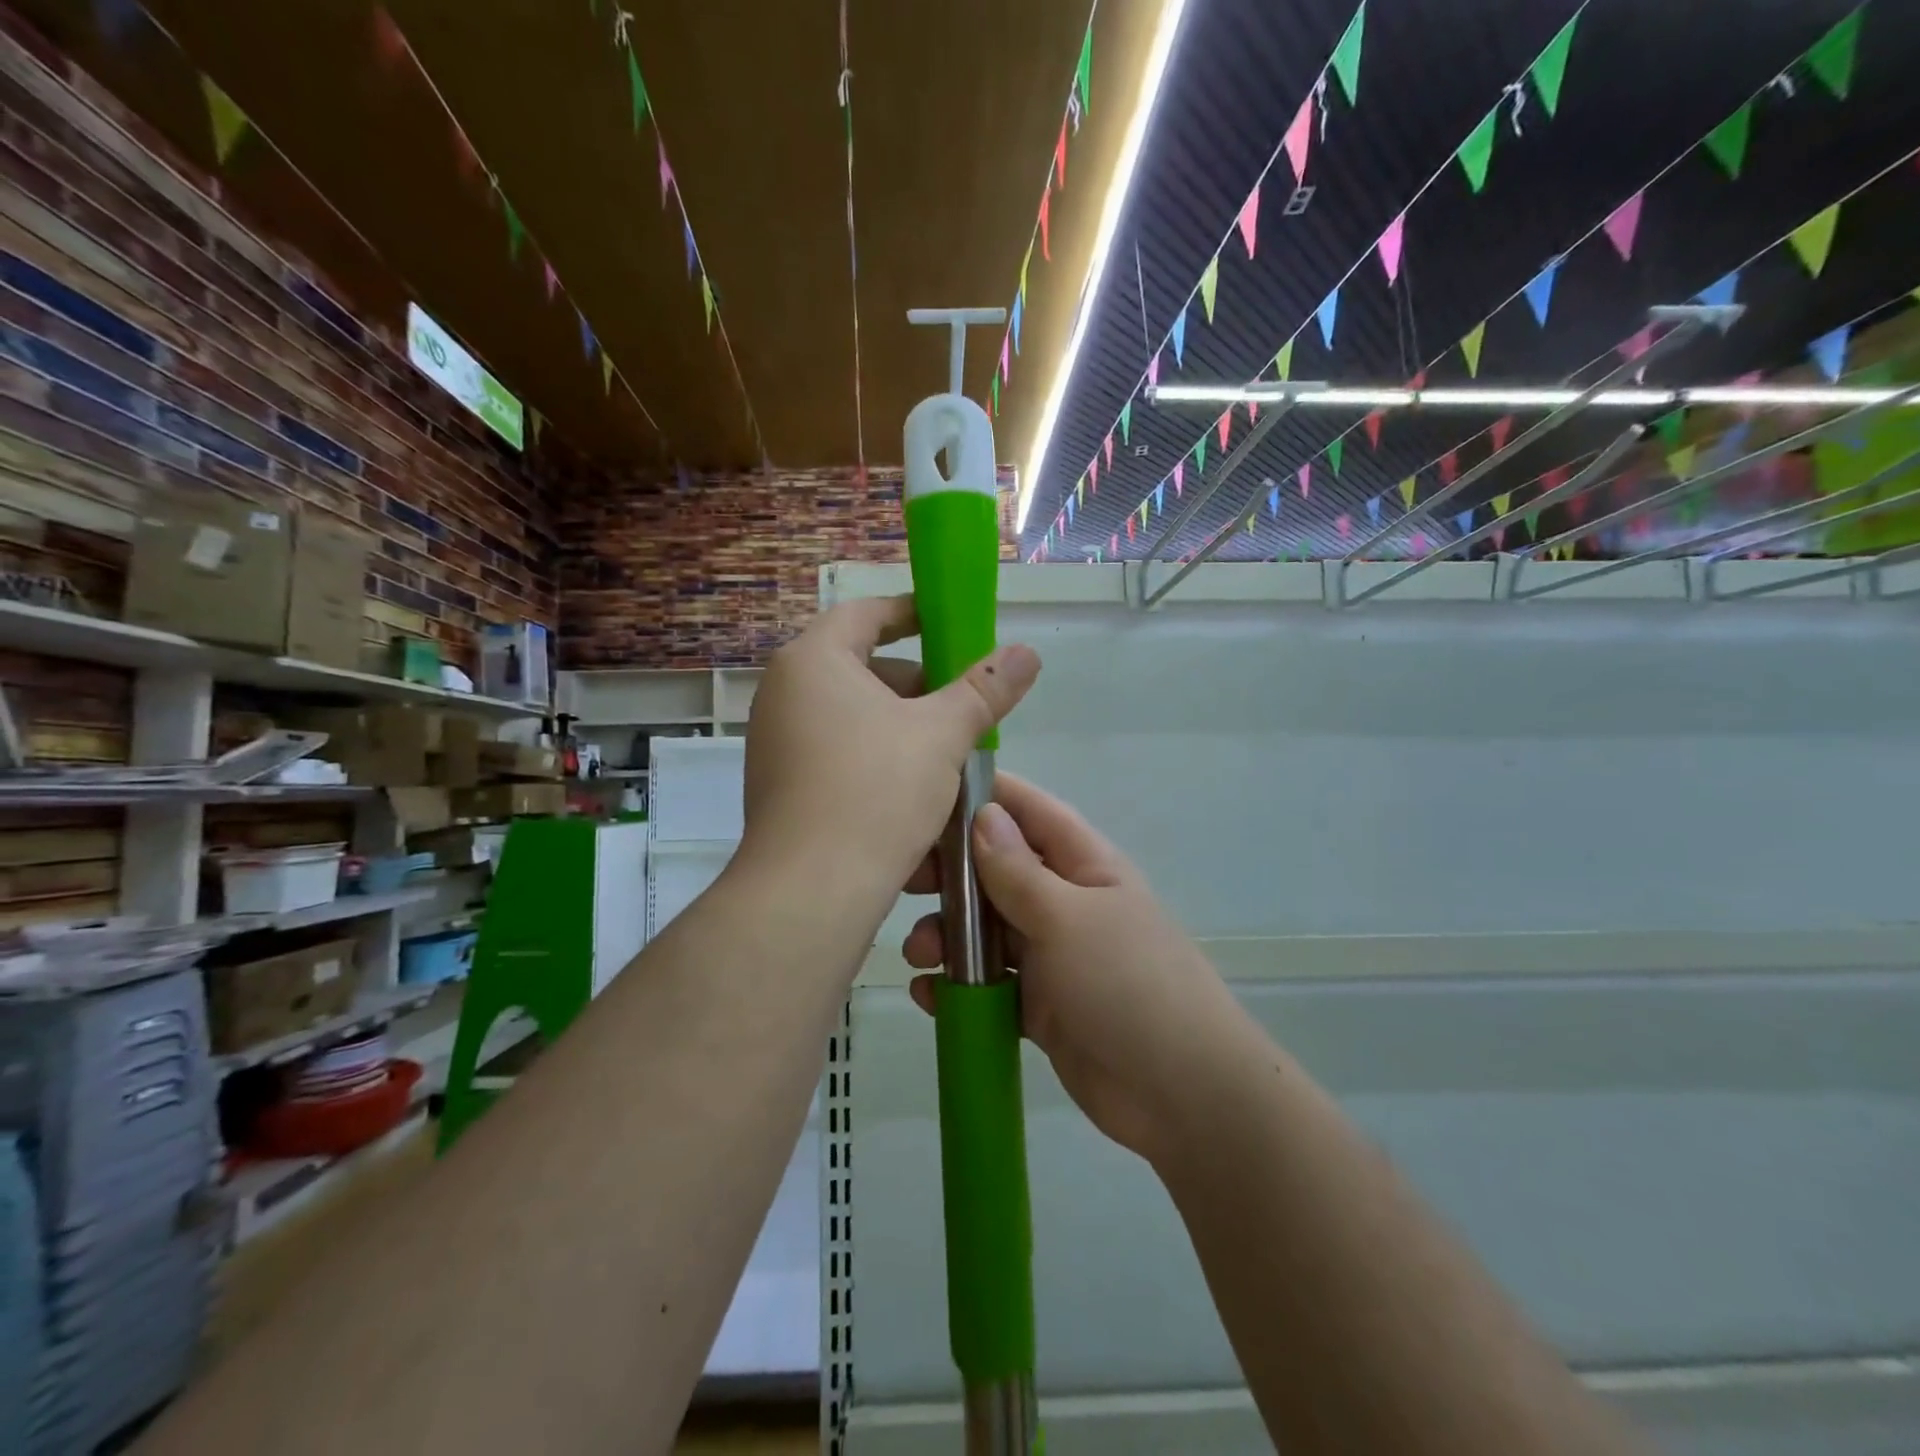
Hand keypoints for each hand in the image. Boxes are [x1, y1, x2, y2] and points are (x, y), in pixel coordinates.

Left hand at [741, 596, 1039, 904]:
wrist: (812, 890)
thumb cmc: (876, 791)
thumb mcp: (942, 735)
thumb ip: (985, 689)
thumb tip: (1026, 652)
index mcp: (813, 661)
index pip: (865, 613)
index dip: (912, 613)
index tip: (950, 624)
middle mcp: (783, 693)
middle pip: (860, 667)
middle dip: (916, 681)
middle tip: (960, 702)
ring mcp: (776, 741)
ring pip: (852, 715)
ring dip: (900, 724)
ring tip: (946, 752)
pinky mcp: (781, 785)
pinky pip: (836, 752)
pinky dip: (876, 756)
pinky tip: (913, 789)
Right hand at [904, 774, 1249, 1164]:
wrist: (1181, 1095)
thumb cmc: (1127, 984)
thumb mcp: (1068, 918)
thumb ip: (1018, 871)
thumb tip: (983, 815)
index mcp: (1083, 864)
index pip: (1029, 810)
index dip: (984, 795)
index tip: (926, 795)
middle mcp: (1065, 901)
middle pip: (998, 870)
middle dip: (951, 873)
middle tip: (903, 882)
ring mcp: (1052, 955)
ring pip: (987, 929)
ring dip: (948, 935)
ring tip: (918, 954)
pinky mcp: (1040, 1004)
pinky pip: (991, 983)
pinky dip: (959, 986)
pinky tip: (928, 996)